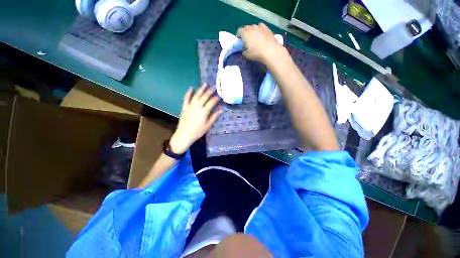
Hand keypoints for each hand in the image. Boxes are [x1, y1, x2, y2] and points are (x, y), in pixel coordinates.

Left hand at [169, 83, 220, 153]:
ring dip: (201, 89)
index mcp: (204, 112)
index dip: (216, 98)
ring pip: (196, 95)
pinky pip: (186, 98)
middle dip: (210, 91)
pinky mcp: (184, 107)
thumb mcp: (208, 125)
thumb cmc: (198, 131)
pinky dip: (188, 93)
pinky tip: (191, 88)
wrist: (184, 135)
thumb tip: (221, 110)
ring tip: (205, 84)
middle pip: (204, 97)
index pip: (211, 102)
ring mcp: (190, 106)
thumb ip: (214, 116)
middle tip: (214, 88)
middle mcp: (197, 107)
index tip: (220, 96)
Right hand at [237, 23, 286, 64]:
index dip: (239, 35)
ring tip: (254, 37)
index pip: (239, 31)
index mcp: (245, 34)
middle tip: (247, 40)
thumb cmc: (257, 53)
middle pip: (246, 28)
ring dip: (252, 30)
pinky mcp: (267, 28)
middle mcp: (251, 28)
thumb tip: (243, 52)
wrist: (270, 50)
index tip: (240, 40)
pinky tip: (261, 34)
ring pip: (253, 26)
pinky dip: (259, 29)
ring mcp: (259, 27)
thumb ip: (244, 53)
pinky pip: (261, 26)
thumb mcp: (247, 56)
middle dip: (245, 32)